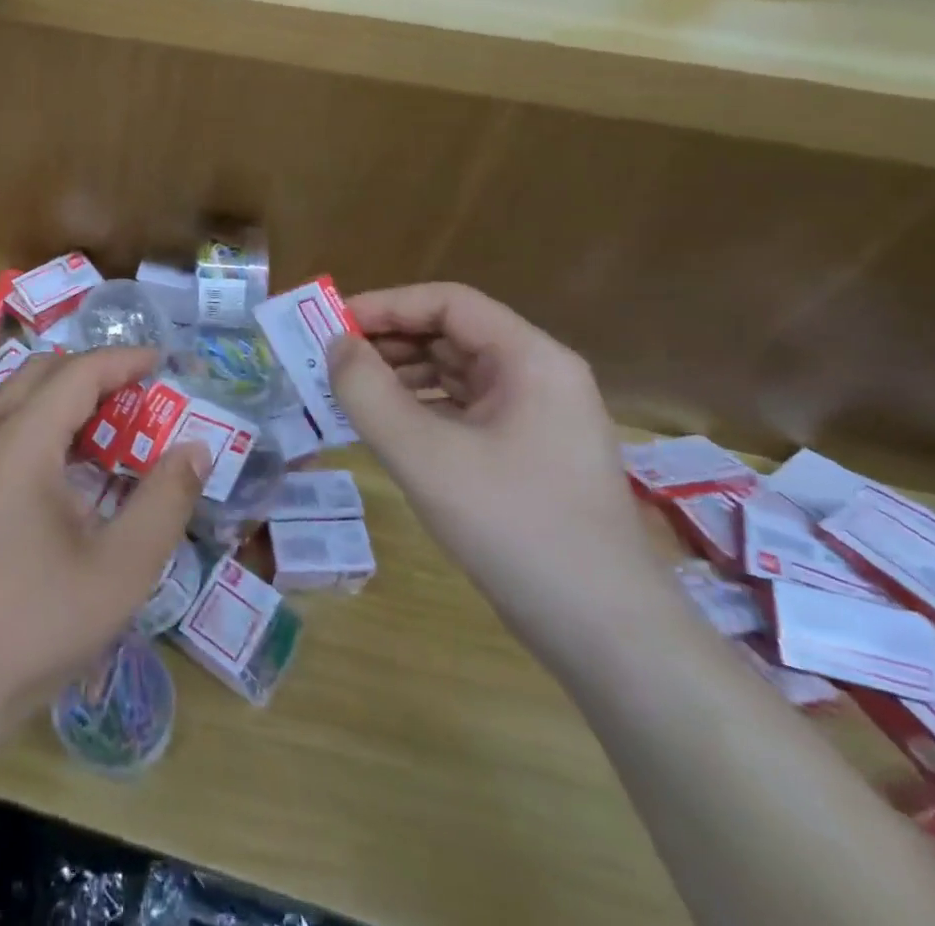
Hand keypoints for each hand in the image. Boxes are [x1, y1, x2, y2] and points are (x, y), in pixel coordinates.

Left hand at [0, 347, 209, 727]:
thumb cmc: (37, 623)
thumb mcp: (121, 568)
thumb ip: (165, 501)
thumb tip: (195, 448)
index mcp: (20, 444)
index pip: (76, 374)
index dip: (123, 361)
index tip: (164, 362)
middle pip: (42, 374)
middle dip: (95, 374)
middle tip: (141, 397)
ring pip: (19, 399)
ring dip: (67, 399)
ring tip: (113, 429)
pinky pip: (5, 430)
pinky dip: (44, 426)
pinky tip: (72, 471)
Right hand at [326, 283, 670, 649]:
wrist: (605, 633)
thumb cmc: (514, 527)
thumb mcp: (425, 455)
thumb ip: (368, 392)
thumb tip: (336, 346)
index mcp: (530, 359)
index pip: (448, 302)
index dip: (386, 305)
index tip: (332, 324)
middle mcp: (538, 376)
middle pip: (451, 334)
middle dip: (388, 342)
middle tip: (329, 360)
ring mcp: (536, 417)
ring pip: (454, 373)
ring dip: (398, 376)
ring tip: (346, 392)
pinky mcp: (526, 453)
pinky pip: (462, 410)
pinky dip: (419, 409)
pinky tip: (383, 427)